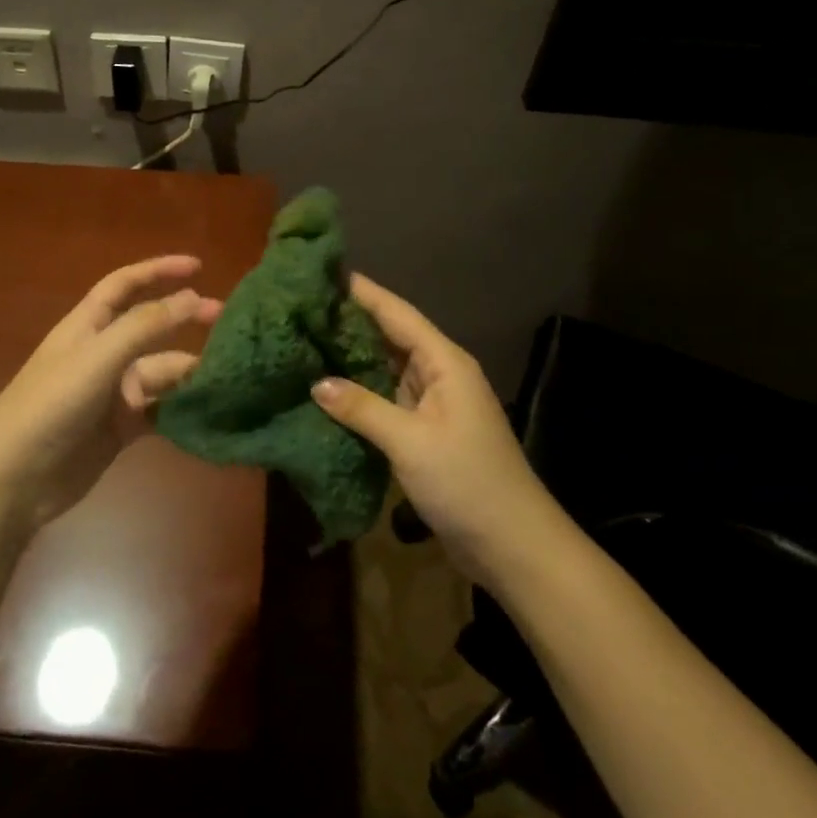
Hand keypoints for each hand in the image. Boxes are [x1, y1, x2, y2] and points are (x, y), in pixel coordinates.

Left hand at [0, 256, 222, 532]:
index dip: (158, 270)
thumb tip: (193, 296)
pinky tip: (210, 409)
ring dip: (190, 371)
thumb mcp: (98, 358)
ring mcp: (112, 393)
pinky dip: (183, 409)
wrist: (15, 479)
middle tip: (228, 323)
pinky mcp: (121, 429)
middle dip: (185, 320)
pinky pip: (161, 411)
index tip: (199, 267)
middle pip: (151, 328)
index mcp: (88, 326)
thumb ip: (146, 326)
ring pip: (161, 372)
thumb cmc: (51, 406)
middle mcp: (103, 354)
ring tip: (228, 373)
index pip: (125, 285)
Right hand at [309, 274, 563, 588]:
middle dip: (350, 322)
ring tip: (306, 340)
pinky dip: (359, 393)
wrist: (513, 545)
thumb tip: (317, 383)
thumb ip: (363, 408)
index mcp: (444, 363)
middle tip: (303, 308)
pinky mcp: (425, 432)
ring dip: (352, 358)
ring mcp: (433, 404)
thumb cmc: (468, 482)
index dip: (363, 292)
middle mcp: (439, 374)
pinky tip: (328, 391)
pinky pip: (386, 400)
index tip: (324, 272)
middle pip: (390, 336)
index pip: (397, 314)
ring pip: (386, 369)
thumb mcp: (411, 442)